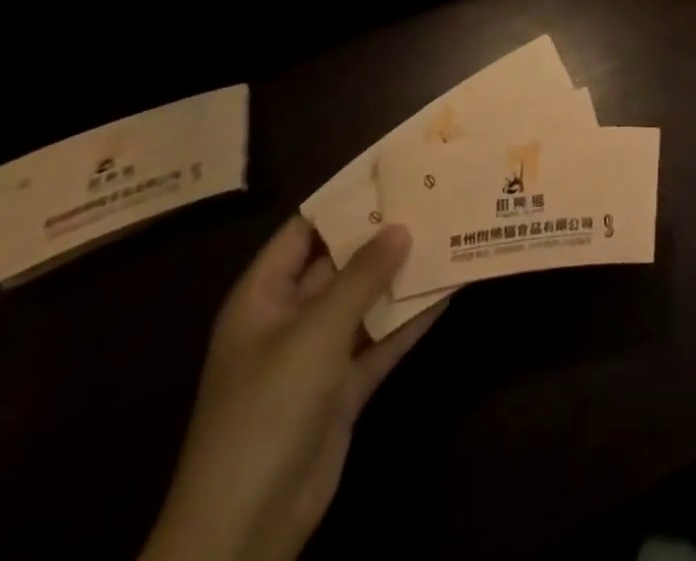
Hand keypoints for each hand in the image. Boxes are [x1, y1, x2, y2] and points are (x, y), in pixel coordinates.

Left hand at [140, 219, 444, 560]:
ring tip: (451, 233)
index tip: (392, 170)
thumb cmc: (266, 410)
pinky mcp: (343, 388)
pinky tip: (449, 290)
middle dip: (385, 234)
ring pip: (367, 300)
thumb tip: (401, 227)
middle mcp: (291, 317)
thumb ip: (361, 277)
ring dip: (403, 275)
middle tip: (434, 196)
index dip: (345, 199)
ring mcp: (318, 355)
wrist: (245, 528)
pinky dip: (411, 319)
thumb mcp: (315, 334)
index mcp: (264, 296)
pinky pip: (382, 340)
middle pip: (342, 262)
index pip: (305, 229)